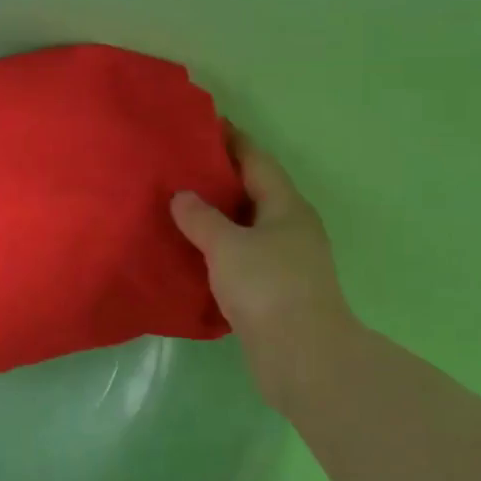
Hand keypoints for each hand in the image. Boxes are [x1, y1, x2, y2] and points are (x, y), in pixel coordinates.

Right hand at [171, 135, 360, 410]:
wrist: (303, 356)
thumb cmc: (268, 287)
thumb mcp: (227, 245)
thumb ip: (200, 217)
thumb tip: (182, 196)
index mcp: (286, 207)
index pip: (257, 161)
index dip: (232, 140)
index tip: (205, 123)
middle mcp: (290, 228)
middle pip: (252, 191)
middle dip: (220, 177)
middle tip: (180, 165)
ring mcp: (285, 260)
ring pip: (245, 226)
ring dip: (217, 215)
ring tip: (178, 204)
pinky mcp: (274, 290)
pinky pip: (240, 255)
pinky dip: (217, 247)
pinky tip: (191, 250)